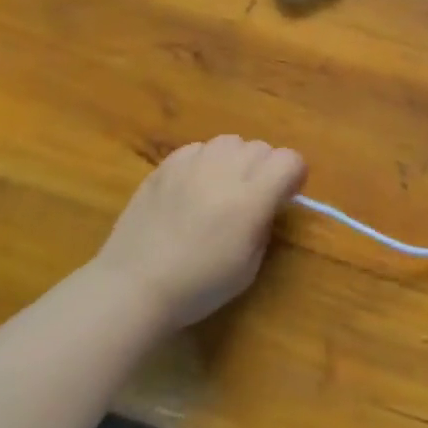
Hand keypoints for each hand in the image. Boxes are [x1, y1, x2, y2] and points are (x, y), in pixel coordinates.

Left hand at [91, 135, 306, 333]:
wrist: (134, 284)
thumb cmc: (198, 286)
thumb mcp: (249, 266)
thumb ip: (264, 224)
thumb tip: (267, 203)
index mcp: (251, 198)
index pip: (289, 160)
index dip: (293, 176)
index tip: (285, 197)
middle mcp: (224, 170)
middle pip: (262, 147)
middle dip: (266, 168)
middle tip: (253, 198)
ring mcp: (192, 163)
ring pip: (231, 141)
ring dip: (236, 160)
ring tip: (223, 188)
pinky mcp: (166, 164)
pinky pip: (199, 148)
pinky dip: (206, 162)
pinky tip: (194, 188)